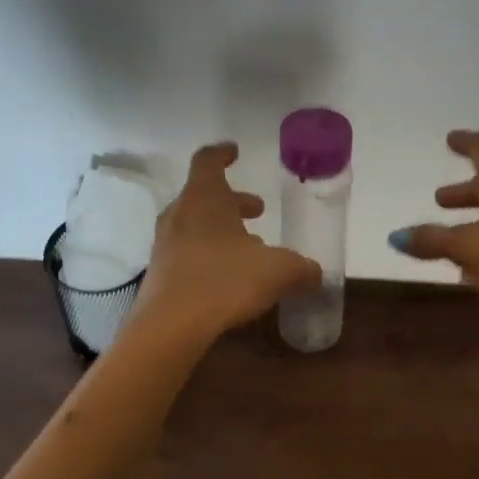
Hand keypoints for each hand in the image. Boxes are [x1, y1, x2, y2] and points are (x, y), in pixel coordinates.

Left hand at [133, 143, 321, 344]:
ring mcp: (166, 244)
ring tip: (251, 248)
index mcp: (204, 198)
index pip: (208, 161)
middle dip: (234, 201)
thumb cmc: (225, 281)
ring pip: (196, 224)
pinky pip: (188, 252)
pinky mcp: (161, 273)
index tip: (235, 152)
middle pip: (205, 195)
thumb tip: (317, 273)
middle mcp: (180, 214)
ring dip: (223, 229)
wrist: (171, 326)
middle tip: (258, 210)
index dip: (223, 154)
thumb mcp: (278, 271)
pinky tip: (231, 277)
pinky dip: (210, 254)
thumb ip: (302, 268)